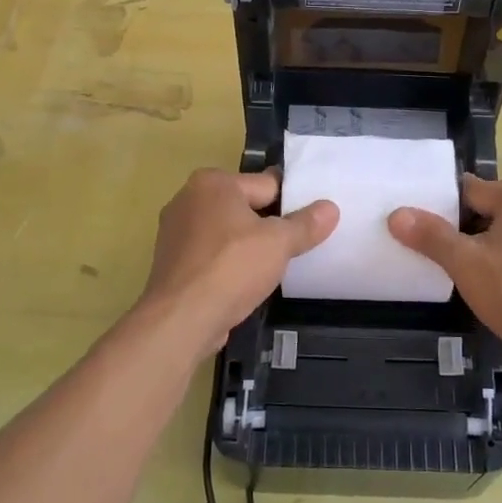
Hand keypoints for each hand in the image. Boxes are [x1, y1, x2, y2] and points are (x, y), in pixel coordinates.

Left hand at [134, 168, 337, 356]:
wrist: (181, 319)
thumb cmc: (231, 268)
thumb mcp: (279, 243)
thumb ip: (306, 224)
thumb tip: (330, 208)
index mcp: (212, 182)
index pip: (265, 185)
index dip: (291, 203)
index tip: (309, 222)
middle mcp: (188, 198)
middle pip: (243, 207)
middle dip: (267, 226)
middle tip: (295, 247)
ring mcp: (174, 232)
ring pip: (226, 233)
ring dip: (246, 247)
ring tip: (272, 268)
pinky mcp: (171, 263)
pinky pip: (210, 256)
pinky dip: (227, 266)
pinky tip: (244, 284)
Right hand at [389, 174, 501, 382]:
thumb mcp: (464, 263)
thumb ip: (430, 235)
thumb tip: (396, 214)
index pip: (468, 190)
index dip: (443, 211)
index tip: (426, 233)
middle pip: (487, 206)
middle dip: (465, 228)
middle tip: (445, 255)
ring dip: (485, 244)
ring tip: (464, 269)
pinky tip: (492, 280)